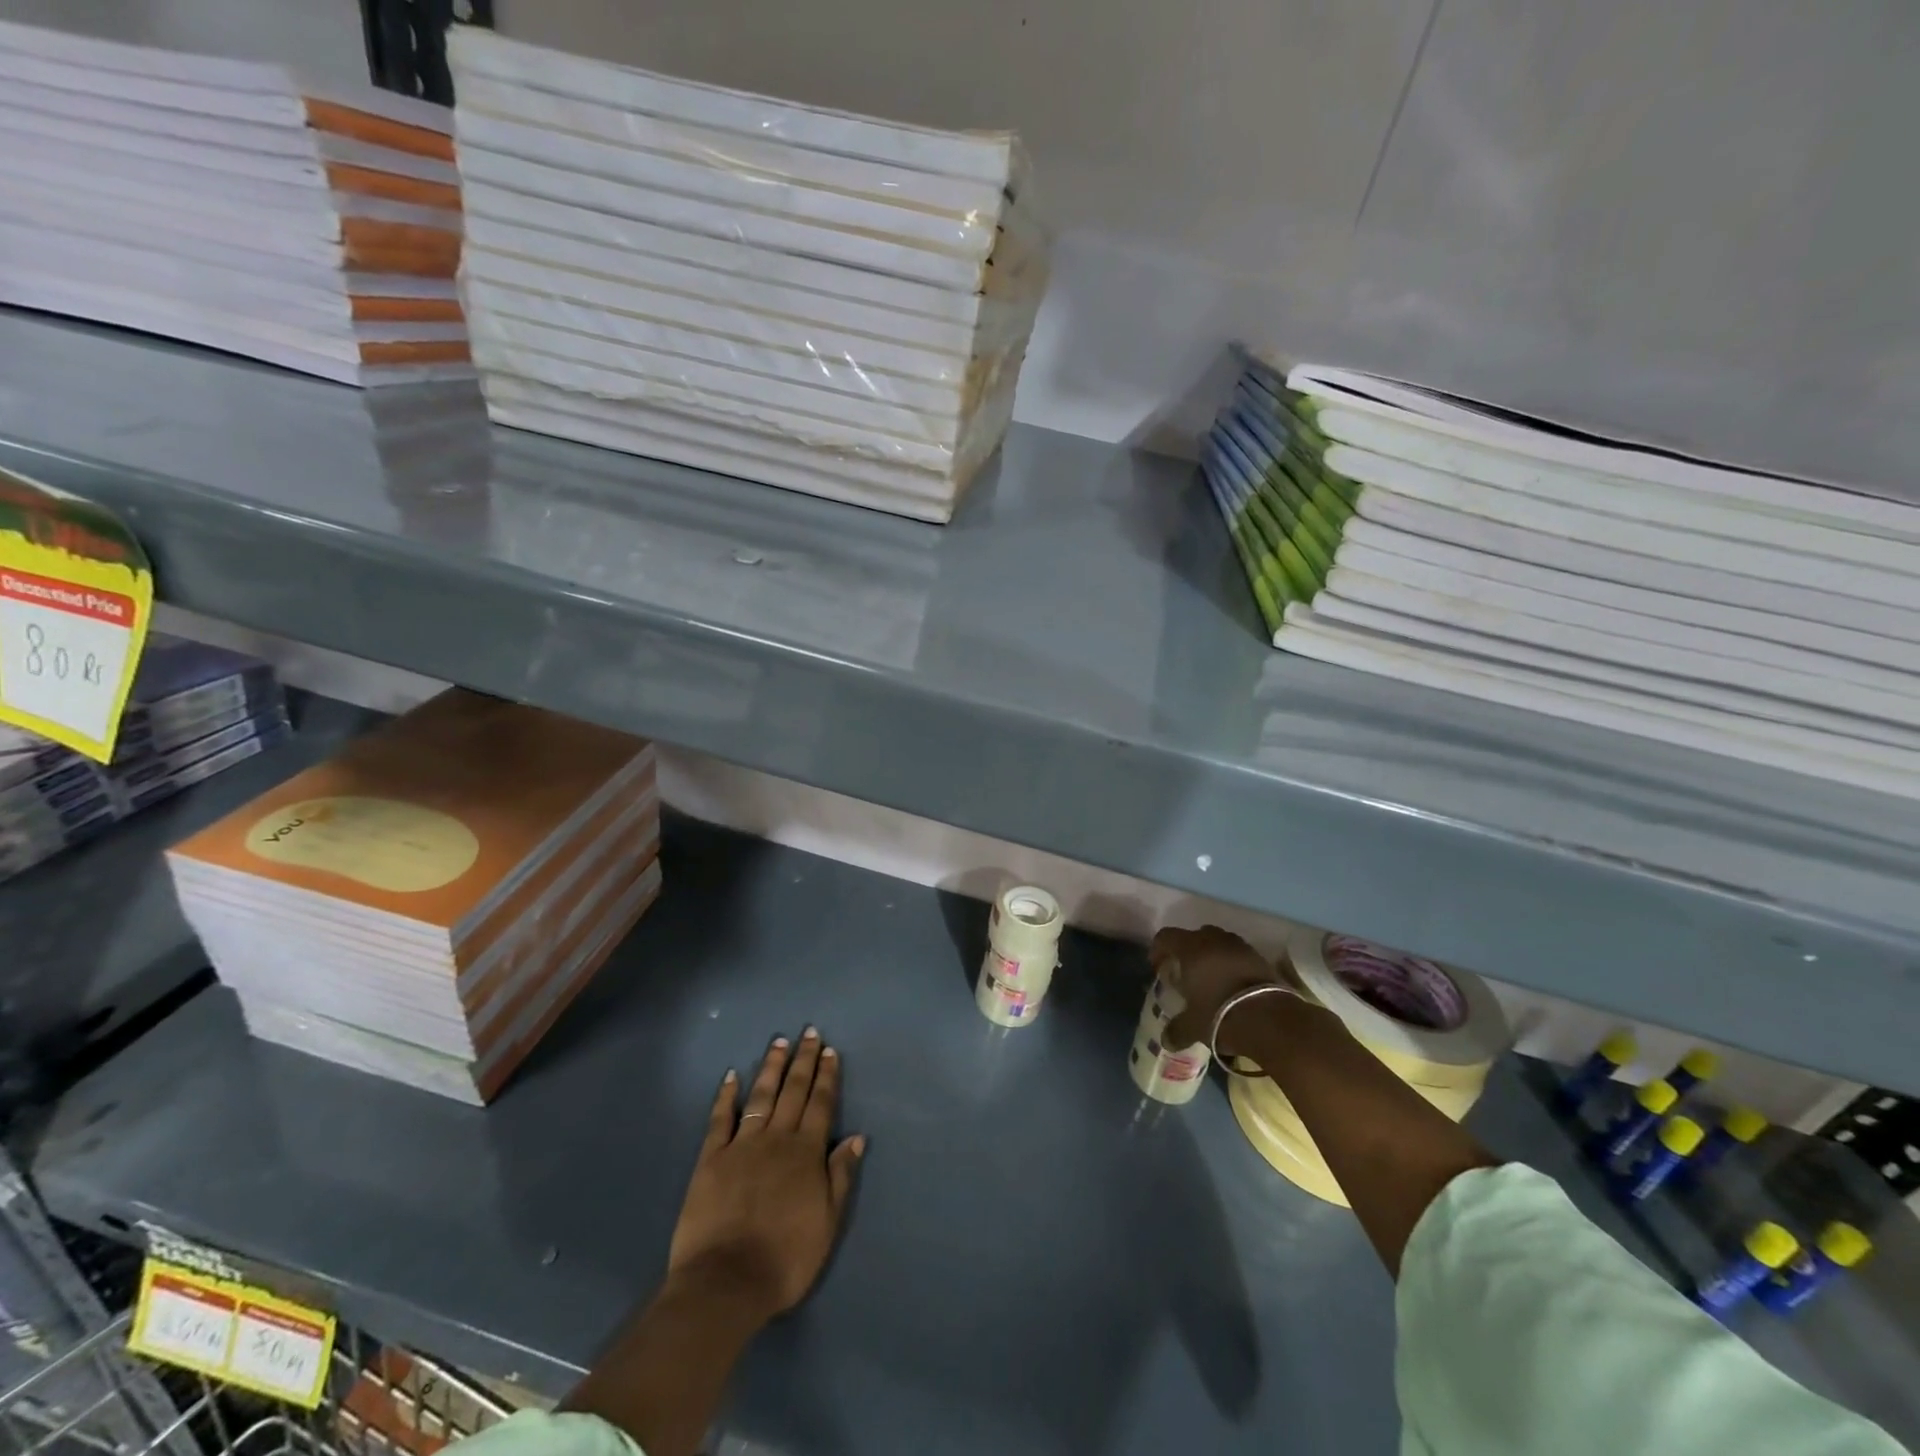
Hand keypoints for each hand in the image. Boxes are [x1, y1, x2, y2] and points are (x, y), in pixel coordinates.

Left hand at [667, 1029, 864, 1326]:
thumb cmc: (785, 1259)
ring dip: (771, 1068)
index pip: (820, 1104)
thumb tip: (856, 1137)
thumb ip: (840, 1176)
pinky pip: (720, 1119)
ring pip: (761, 1096)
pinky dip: (726, 1096)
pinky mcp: (710, 1159)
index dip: (826, 1076)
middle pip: (793, 1091)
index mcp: (806, 1153)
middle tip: (809, 1032)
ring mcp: (741, 1145)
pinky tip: (732, 1076)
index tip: (830, 1050)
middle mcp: (776, 1139)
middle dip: (803, 1060)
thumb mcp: (827, 1223)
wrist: (726, 1283)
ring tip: (779, 1042)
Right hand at [1151, 925, 1293, 1055]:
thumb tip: (1166, 1040)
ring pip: (1219, 942)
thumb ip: (1177, 1030)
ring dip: (1212, 956)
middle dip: (1187, 951)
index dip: (1158, 949)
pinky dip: (1232, 965)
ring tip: (1211, 979)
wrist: (1272, 1020)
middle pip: (1194, 936)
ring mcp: (1240, 947)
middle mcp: (1214, 940)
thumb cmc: (1222, 1015)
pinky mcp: (1261, 958)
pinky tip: (1233, 986)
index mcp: (1191, 949)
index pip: (1166, 937)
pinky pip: (1239, 955)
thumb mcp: (1194, 1027)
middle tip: (1185, 973)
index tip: (1158, 967)